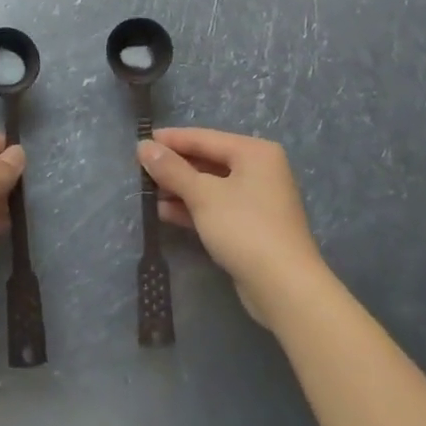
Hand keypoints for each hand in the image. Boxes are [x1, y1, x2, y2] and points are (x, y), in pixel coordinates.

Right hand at [139, 127, 326, 328]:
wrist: (285, 288)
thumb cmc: (244, 228)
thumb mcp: (202, 195)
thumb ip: (171, 169)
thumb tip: (143, 146)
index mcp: (254, 152)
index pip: (204, 137)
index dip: (171, 140)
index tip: (141, 142)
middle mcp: (260, 170)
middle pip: (208, 161)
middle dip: (175, 167)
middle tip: (141, 170)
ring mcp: (258, 200)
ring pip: (211, 186)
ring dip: (181, 189)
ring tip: (147, 193)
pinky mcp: (253, 227)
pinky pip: (217, 207)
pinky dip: (194, 208)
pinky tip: (165, 213)